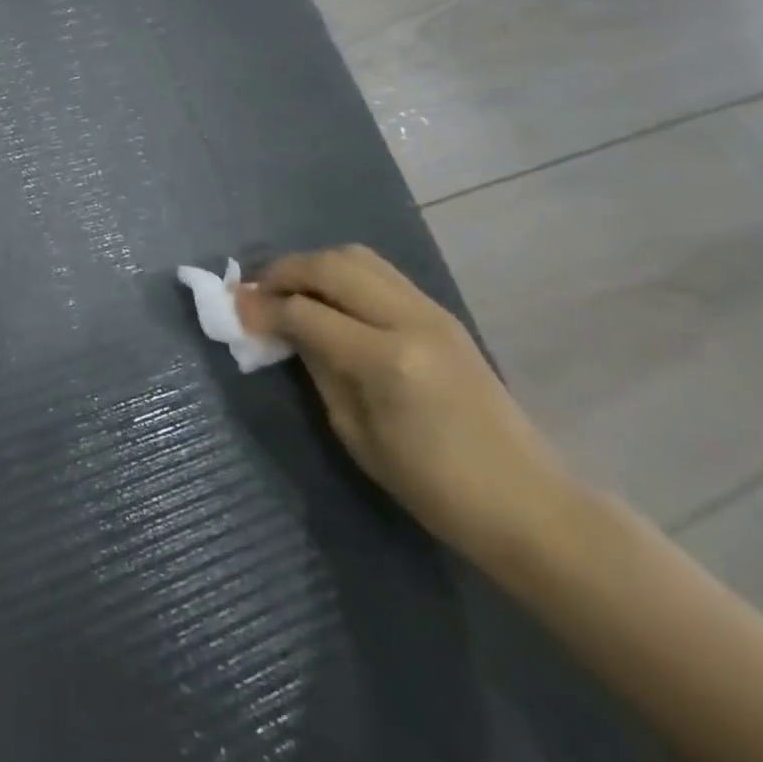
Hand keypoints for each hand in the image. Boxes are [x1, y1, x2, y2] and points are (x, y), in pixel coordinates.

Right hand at [237, 245, 575, 566]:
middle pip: (330, 266)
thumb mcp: (356, 433)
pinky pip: (378, 272)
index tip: (232, 308)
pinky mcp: (441, 314)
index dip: (261, 307)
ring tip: (289, 290)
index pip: (305, 311)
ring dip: (313, 266)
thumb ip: (317, 368)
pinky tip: (328, 299)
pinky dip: (342, 274)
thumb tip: (281, 329)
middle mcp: (410, 320)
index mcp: (387, 360)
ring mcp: (431, 311)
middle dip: (283, 271)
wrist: (530, 505)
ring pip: (355, 257)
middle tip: (255, 292)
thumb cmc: (435, 487)